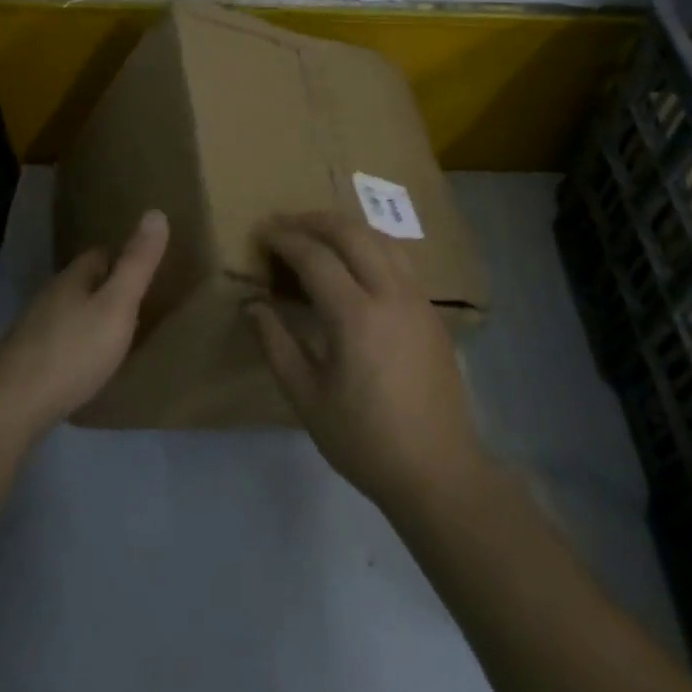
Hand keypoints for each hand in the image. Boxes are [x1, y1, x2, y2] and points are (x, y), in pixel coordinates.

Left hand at [0, 211, 168, 435]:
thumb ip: (137, 264)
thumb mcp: (117, 306)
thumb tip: (156, 212)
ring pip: (68, 311)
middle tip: (138, 303)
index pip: (100, 254)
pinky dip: (75, 343)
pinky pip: (58, 339)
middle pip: (82, 282)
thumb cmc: (73, 352)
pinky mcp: (24, 359)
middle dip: (107, 288)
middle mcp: (49, 295)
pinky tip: (84, 362)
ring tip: (116, 334)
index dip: (123, 258)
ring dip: (90, 316)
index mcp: (72, 278)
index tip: (146, 270)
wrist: (11, 406)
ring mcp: (32, 328)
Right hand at [249, 212, 486, 513]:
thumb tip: (253, 305)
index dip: (285, 239)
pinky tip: (354, 262)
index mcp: (356, 316)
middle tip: (285, 223)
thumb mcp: (307, 399)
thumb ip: (276, 345)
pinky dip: (369, 245)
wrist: (438, 471)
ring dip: (345, 227)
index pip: (315, 257)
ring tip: (317, 233)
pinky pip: (398, 258)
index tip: (262, 231)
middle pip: (351, 233)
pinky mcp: (431, 311)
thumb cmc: (364, 440)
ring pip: (381, 238)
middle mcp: (390, 294)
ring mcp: (417, 299)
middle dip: (314, 220)